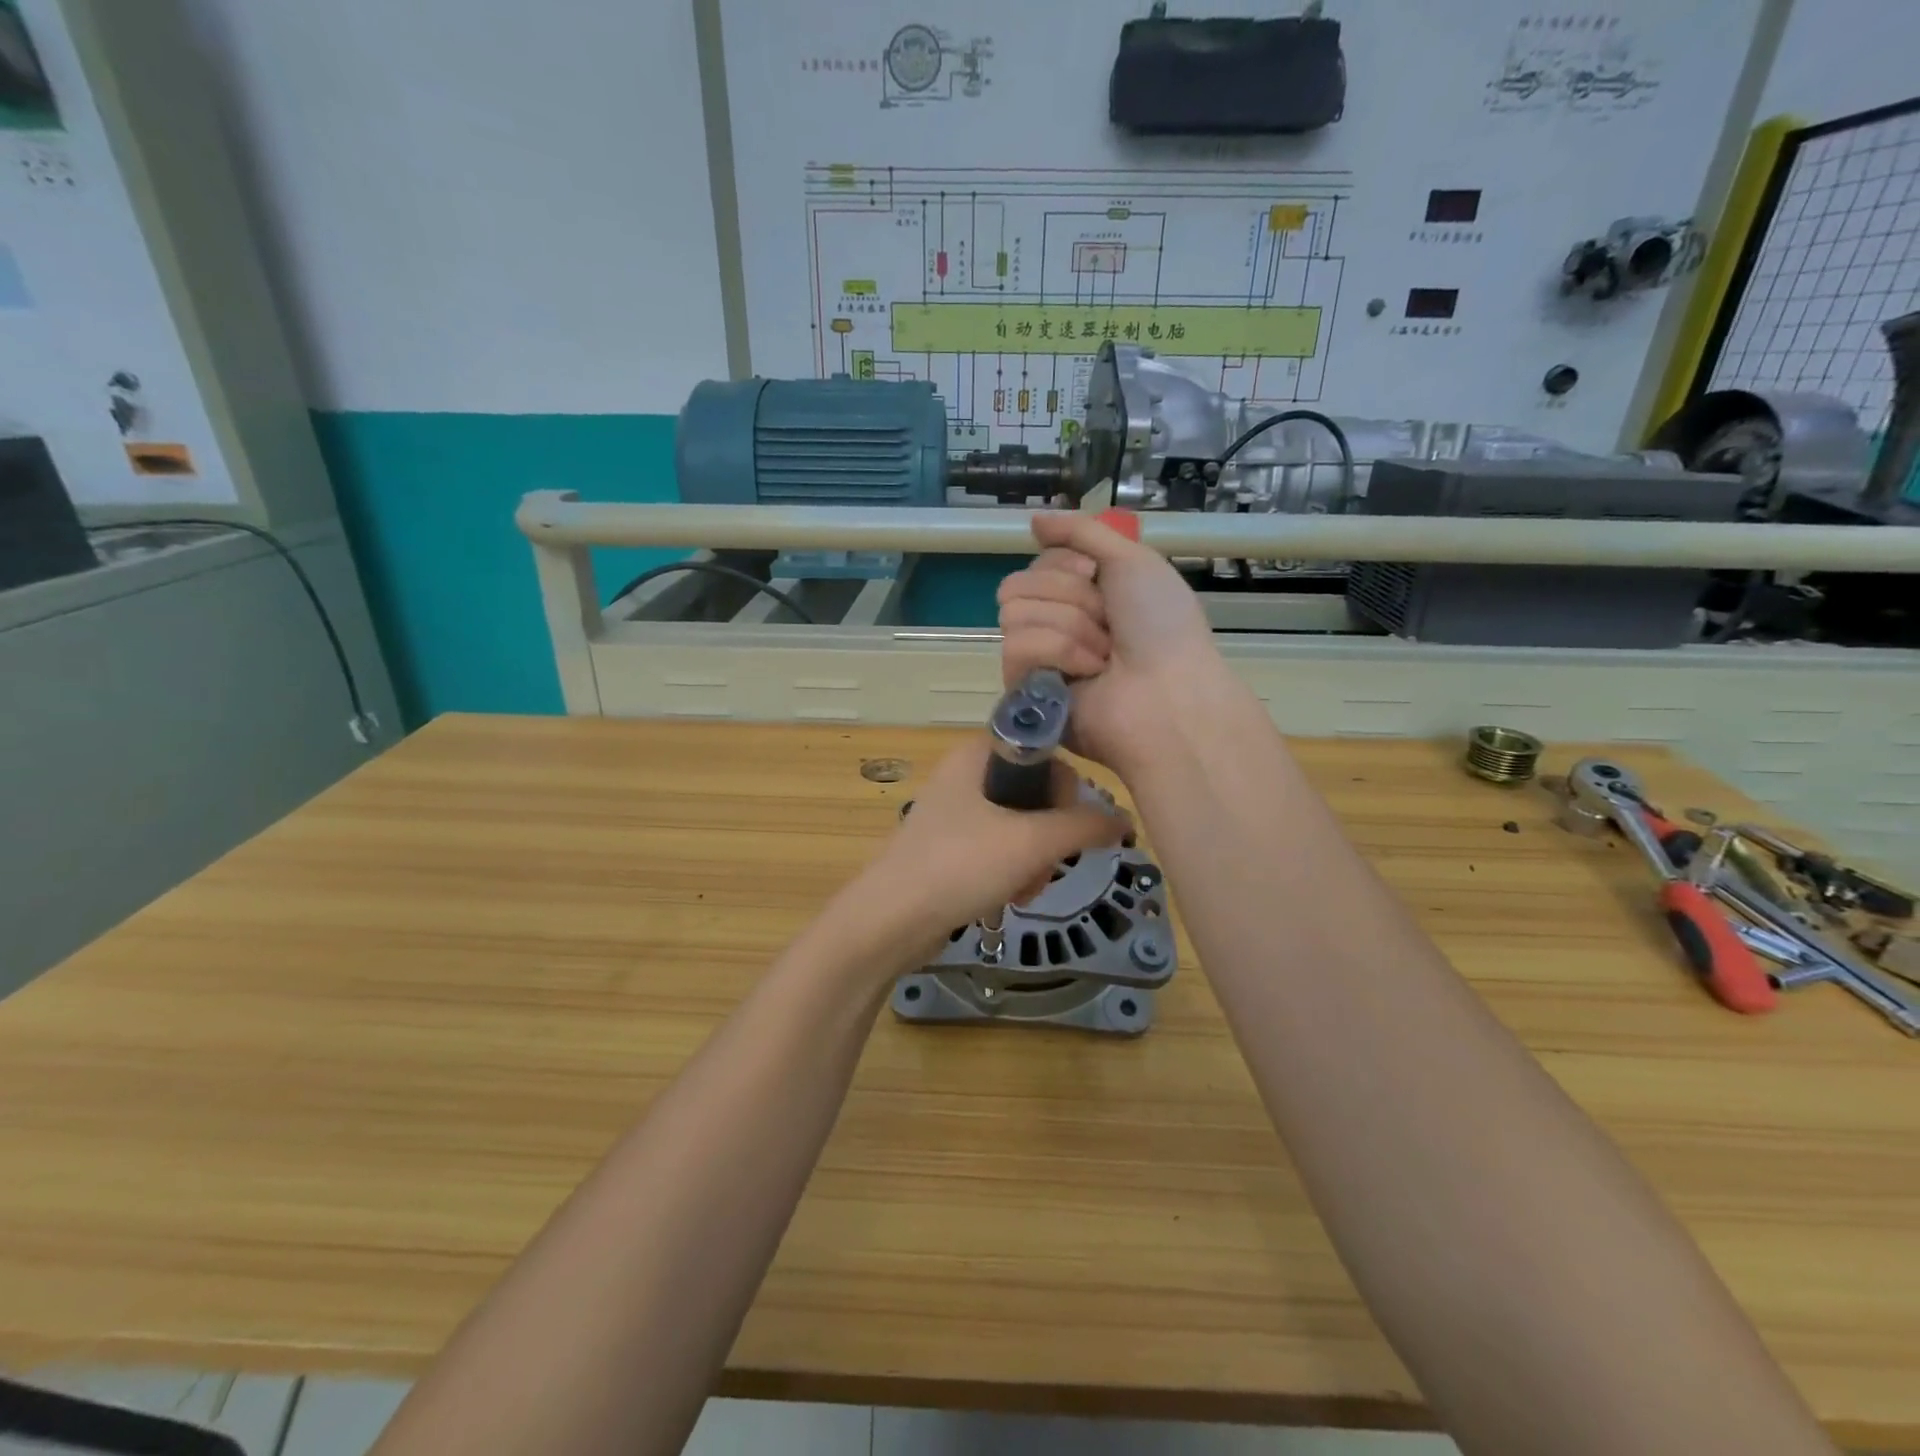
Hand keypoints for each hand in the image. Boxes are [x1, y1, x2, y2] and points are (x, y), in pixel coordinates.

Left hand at [851, 737, 1127, 959]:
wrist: (889, 921)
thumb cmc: (960, 866)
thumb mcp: (1031, 842)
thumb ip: (1083, 826)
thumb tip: (1124, 820)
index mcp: (978, 753)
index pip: (1046, 752)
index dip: (1067, 789)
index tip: (1070, 827)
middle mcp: (967, 773)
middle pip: (1037, 793)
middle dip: (1052, 836)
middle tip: (1047, 866)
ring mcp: (957, 811)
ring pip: (1022, 826)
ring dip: (1036, 861)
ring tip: (1026, 890)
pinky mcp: (952, 845)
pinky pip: (1000, 849)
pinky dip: (1013, 872)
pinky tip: (1010, 898)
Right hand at [996, 512, 1221, 772]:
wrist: (1168, 693)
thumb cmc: (1161, 626)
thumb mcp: (1133, 560)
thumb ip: (1082, 532)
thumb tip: (1034, 520)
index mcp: (1081, 595)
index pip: (1036, 562)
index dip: (1064, 564)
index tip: (1096, 577)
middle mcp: (1055, 623)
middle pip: (1018, 584)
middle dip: (1068, 597)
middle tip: (1106, 621)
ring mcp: (1038, 658)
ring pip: (1015, 614)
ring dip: (1070, 627)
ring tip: (1103, 656)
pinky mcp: (1025, 690)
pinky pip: (1017, 648)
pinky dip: (1059, 653)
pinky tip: (1088, 674)